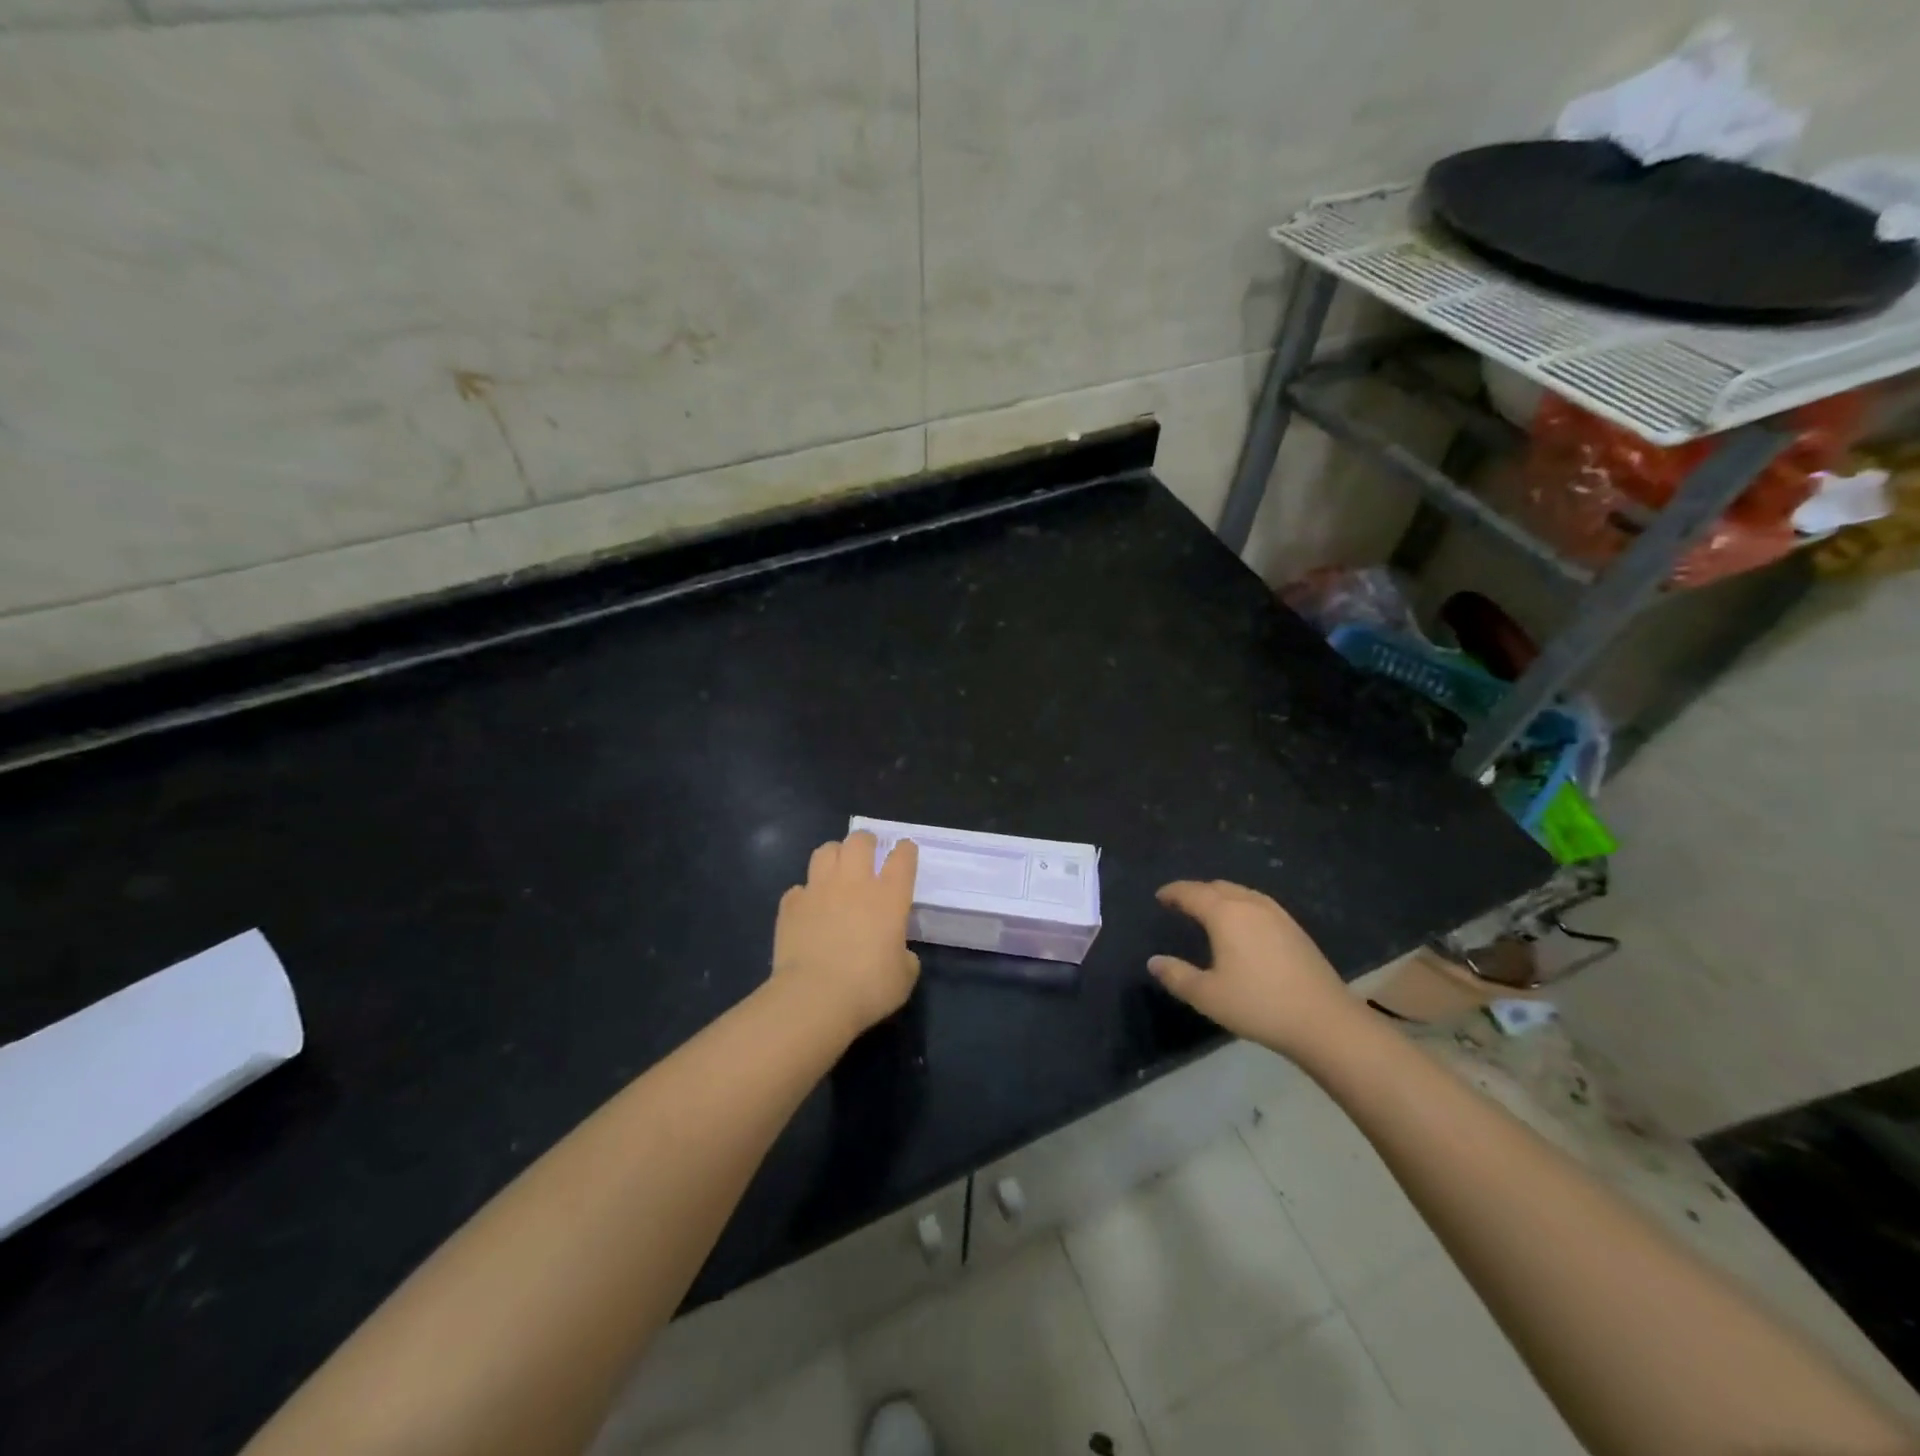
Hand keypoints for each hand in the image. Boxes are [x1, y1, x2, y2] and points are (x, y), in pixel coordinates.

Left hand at [772, 831, 920, 1038]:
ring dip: (834, 855)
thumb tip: (899, 952)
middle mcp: (854, 883)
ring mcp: (819, 890)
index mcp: (889, 896)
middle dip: (866, 842)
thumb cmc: (868, 988)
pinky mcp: (791, 905)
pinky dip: (805, 894)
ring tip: (836, 868)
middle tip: (868, 852)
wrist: (814, 998)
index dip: (905, 850)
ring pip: (825, 851)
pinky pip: (798, 888)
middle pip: (859, 841)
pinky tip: (808, 908)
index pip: (902, 858)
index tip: (905, 850)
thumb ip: (905, 956)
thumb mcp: (903, 977)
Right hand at [1148, 880, 1360, 1057]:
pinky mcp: (1296, 929)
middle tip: (1181, 902)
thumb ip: (1177, 976)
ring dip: (1221, 895)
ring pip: (1241, 892)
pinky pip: (1259, 903)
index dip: (1173, 892)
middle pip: (1218, 887)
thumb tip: (1153, 961)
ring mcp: (1278, 915)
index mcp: (1225, 914)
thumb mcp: (1208, 996)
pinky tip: (1244, 924)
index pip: (1192, 893)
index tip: (1160, 896)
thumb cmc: (1259, 1005)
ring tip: (1209, 909)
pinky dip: (1241, 904)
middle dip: (1196, 891)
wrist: (1324, 1021)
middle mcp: (1251, 905)